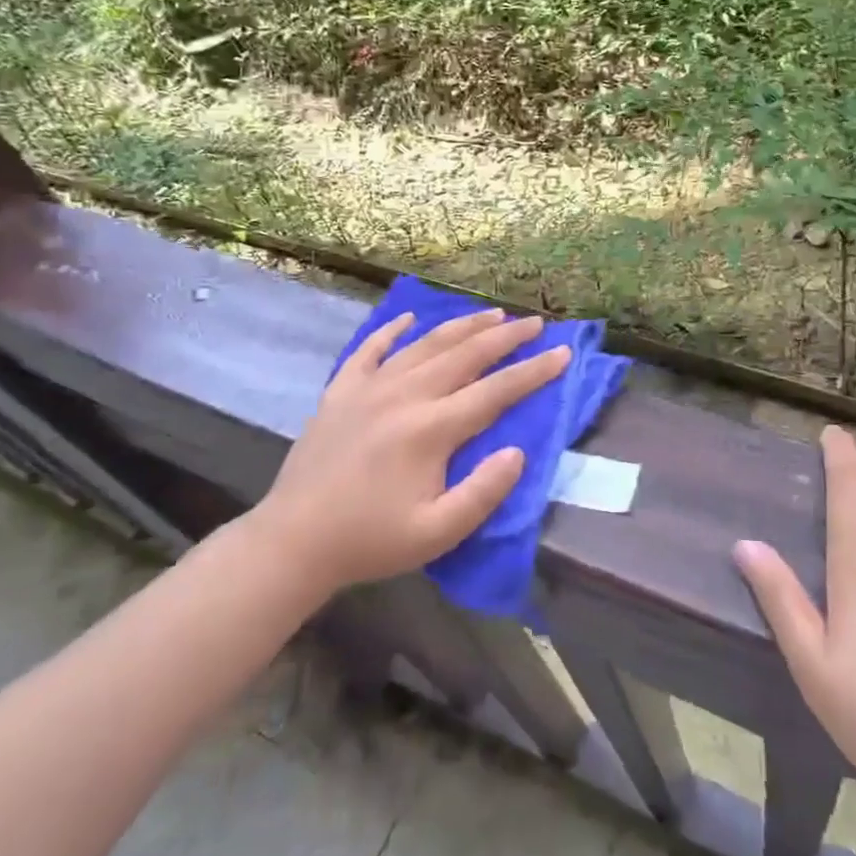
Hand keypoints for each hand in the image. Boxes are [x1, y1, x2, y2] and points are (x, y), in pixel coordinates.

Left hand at [242, 307, 570, 599]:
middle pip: (464, 355)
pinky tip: (408, 319)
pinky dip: (391, 331)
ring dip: (462, 326)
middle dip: (505, 337)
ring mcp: (369, 388)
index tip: (563, 353)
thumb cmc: (370, 540)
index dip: (533, 372)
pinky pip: (370, 350)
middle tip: (535, 324)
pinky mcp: (340, 392)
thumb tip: (517, 452)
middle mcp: (404, 395)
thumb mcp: (436, 533)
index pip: (495, 391)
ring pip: (425, 344)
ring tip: (491, 314)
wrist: (292, 541)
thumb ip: (483, 492)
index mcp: (431, 429)